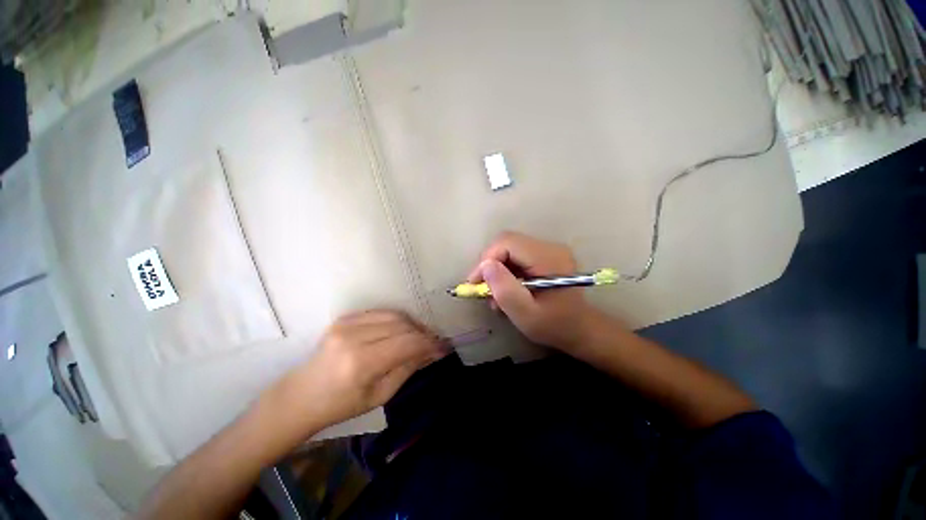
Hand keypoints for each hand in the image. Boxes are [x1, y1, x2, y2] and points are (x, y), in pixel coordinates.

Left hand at [267, 310, 444, 434]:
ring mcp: (347, 324)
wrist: (300, 396)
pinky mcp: (344, 318)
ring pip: (394, 315)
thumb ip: (408, 368)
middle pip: (402, 325)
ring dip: (411, 324)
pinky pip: (381, 313)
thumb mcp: (380, 395)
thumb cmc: (340, 405)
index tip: (443, 347)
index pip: (407, 343)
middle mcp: (354, 337)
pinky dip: (396, 320)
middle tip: (433, 343)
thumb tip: (433, 351)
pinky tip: (401, 330)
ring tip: (419, 336)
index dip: (429, 343)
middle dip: (422, 333)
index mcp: (361, 363)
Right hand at [468, 232, 597, 351]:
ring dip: (496, 269)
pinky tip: (506, 289)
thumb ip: (505, 290)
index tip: (475, 282)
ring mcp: (548, 250)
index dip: (487, 258)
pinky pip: (516, 255)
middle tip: (482, 288)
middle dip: (489, 264)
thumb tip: (485, 266)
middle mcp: (550, 247)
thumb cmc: (554, 325)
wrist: (580, 329)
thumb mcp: (526, 314)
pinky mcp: (544, 256)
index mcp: (548, 258)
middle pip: (507, 243)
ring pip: (509, 249)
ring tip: (494, 294)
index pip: (508, 242)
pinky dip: (505, 271)